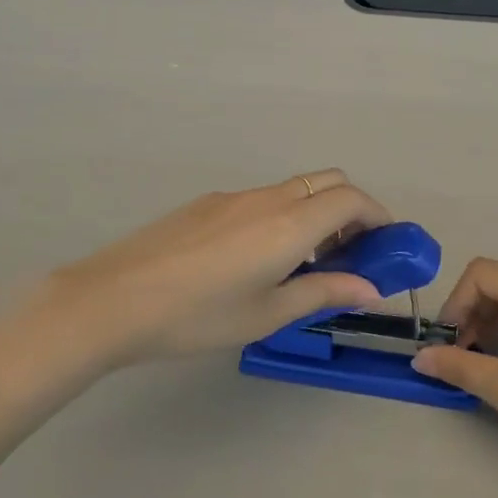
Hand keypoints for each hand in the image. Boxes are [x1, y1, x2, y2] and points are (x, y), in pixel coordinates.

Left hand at [0, 172, 390, 374]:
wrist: (112, 300)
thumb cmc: (197, 316)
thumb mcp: (267, 313)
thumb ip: (323, 293)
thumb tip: (371, 289)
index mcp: (289, 225)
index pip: (352, 200)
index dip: (378, 216)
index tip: (385, 246)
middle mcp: (267, 198)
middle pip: (328, 181)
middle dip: (352, 209)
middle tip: (351, 252)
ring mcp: (234, 196)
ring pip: (294, 188)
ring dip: (316, 212)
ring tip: (306, 263)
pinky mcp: (207, 203)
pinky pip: (263, 198)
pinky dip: (284, 215)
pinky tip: (259, 259)